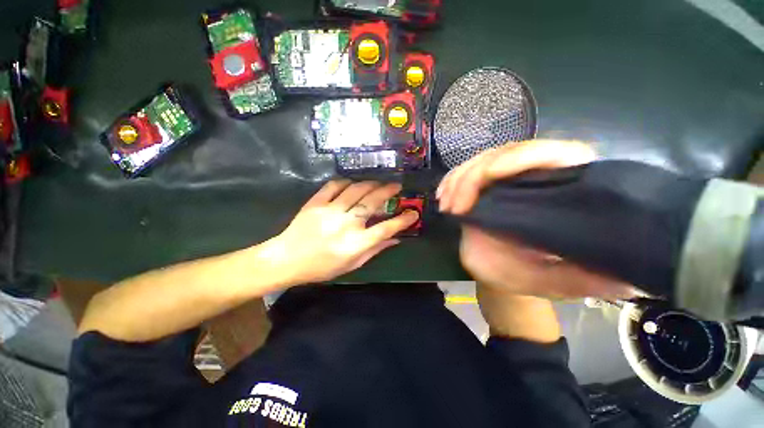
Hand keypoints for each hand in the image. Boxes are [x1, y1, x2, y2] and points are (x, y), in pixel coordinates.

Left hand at [262, 180, 418, 284]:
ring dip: (371, 184)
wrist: (287, 259)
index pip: (386, 229)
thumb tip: (396, 240)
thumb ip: (375, 250)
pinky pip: (334, 186)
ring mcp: (330, 211)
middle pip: (372, 202)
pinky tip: (352, 184)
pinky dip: (346, 182)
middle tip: (396, 185)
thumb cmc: (322, 267)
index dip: (403, 220)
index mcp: (355, 243)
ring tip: (378, 183)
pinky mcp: (316, 203)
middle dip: (388, 191)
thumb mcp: (352, 265)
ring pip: (356, 190)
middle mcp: (346, 224)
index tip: (413, 213)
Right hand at [438, 139, 638, 298]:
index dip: (518, 158)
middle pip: (507, 152)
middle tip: (453, 206)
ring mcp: (510, 177)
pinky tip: (443, 194)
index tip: (485, 179)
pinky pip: (467, 171)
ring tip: (445, 203)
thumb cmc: (531, 277)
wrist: (506, 272)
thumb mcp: (556, 282)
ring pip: (483, 159)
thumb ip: (583, 280)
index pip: (552, 154)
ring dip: (458, 178)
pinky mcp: (489, 183)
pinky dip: (451, 180)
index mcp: (566, 189)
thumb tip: (624, 277)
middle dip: (473, 175)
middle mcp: (540, 175)